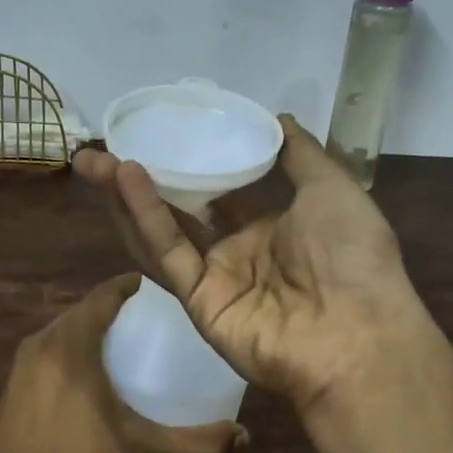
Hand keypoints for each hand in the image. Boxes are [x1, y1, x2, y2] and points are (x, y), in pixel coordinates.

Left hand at [0, 274, 244, 452]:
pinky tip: (91, 377)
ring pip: (64, 331)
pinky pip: (49, 351)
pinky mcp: (11, 386)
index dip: (130, 286)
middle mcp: (43, 342)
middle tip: (151, 321)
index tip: (157, 288)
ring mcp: (21, 364)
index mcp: (71, 342)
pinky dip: (73, 351)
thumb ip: (195, 447)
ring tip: (125, 346)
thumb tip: (242, 437)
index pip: (104, 294)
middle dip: (115, 310)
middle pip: (84, 311)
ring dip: (92, 331)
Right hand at [74, 116, 438, 411]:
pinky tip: (126, 177)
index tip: (163, 134)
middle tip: (106, 145)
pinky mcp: (197, 302)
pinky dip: (145, 216)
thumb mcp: (333, 189)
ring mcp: (214, 279)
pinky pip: (167, 254)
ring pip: (161, 231)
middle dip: (143, 178)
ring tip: (94, 159)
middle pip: (179, 210)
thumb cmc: (352, 256)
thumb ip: (302, 154)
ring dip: (126, 195)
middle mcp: (237, 252)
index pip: (221, 191)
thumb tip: (279, 118)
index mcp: (270, 228)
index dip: (192, 165)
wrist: (358, 334)